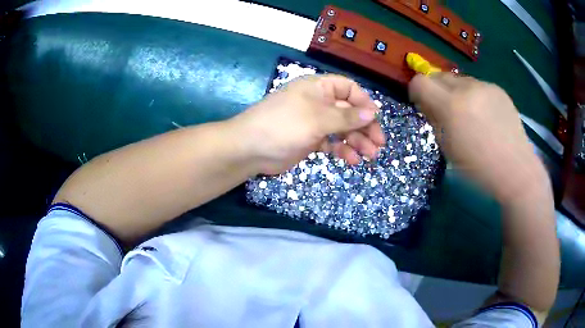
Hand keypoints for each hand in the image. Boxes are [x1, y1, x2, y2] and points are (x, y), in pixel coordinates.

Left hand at [230, 74, 385, 174]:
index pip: (349, 89)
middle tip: (379, 145)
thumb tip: (373, 113)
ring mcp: (314, 122)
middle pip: (349, 111)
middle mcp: (319, 102)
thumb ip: (346, 116)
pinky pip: (331, 143)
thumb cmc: (284, 125)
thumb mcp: (318, 118)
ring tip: (370, 156)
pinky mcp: (310, 140)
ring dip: (356, 141)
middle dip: (365, 127)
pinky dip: (342, 150)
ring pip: (342, 129)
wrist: (251, 148)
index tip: (376, 120)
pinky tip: (352, 160)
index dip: (364, 103)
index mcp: (319, 87)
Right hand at [408, 73, 545, 200]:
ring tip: (471, 115)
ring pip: (459, 80)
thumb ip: (435, 121)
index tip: (424, 105)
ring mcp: (485, 86)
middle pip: (439, 76)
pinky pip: (478, 86)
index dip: (417, 92)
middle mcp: (467, 88)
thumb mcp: (448, 149)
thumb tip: (428, 104)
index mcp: (451, 106)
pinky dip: (475, 96)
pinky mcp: (498, 89)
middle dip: (437, 90)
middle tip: (447, 111)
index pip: (420, 82)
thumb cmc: (479, 169)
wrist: (515, 170)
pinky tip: (487, 117)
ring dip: (457, 93)